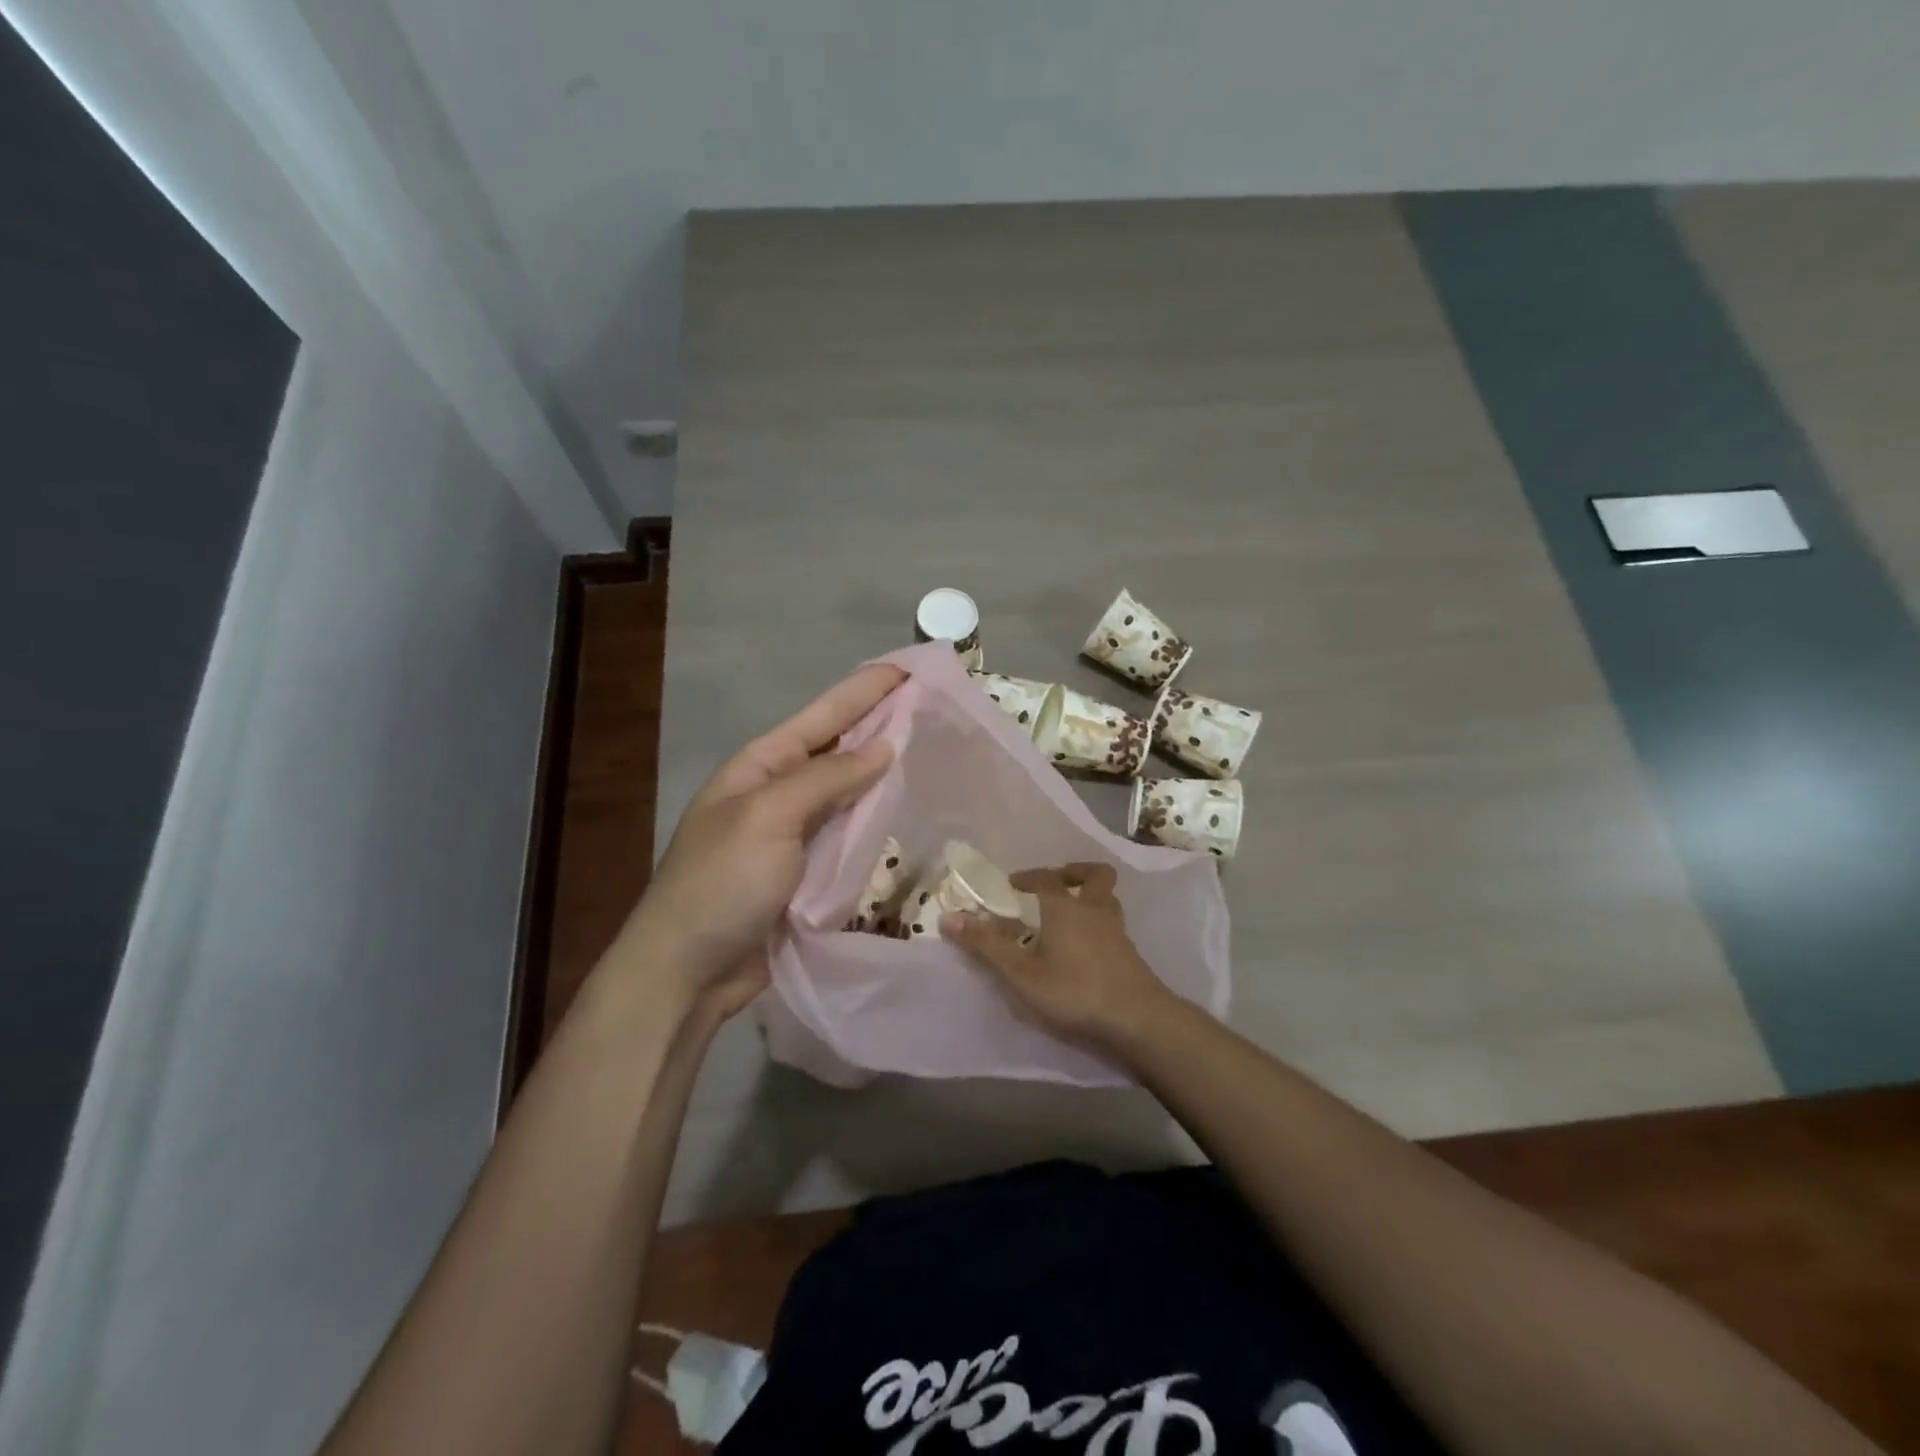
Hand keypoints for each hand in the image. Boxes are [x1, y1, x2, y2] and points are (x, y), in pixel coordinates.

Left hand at [609, 664, 902, 1005]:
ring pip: (847, 792)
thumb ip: (826, 778)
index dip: (865, 691)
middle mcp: (778, 792)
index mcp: (760, 766)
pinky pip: (848, 835)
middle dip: (881, 726)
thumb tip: (883, 747)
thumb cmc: (721, 883)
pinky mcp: (806, 873)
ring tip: (931, 751)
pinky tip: (906, 811)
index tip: (909, 670)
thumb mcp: (768, 817)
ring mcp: (792, 834)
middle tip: (933, 708)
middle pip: (838, 750)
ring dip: (883, 773)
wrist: (685, 972)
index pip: (823, 716)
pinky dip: (876, 821)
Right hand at [945, 862, 1176, 1052]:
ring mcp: (1118, 932)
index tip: (1011, 884)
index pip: (1045, 878)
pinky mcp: (1131, 955)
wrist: (1137, 1020)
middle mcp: (1095, 910)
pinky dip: (1099, 927)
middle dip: (1074, 873)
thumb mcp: (1020, 973)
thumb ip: (986, 946)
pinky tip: (1086, 950)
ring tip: (1070, 916)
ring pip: (1108, 900)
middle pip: (1095, 876)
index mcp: (1065, 907)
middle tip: (1055, 885)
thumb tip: (948, 917)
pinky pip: (1113, 926)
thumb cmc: (1073, 990)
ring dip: (1090, 899)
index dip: (1028, 876)